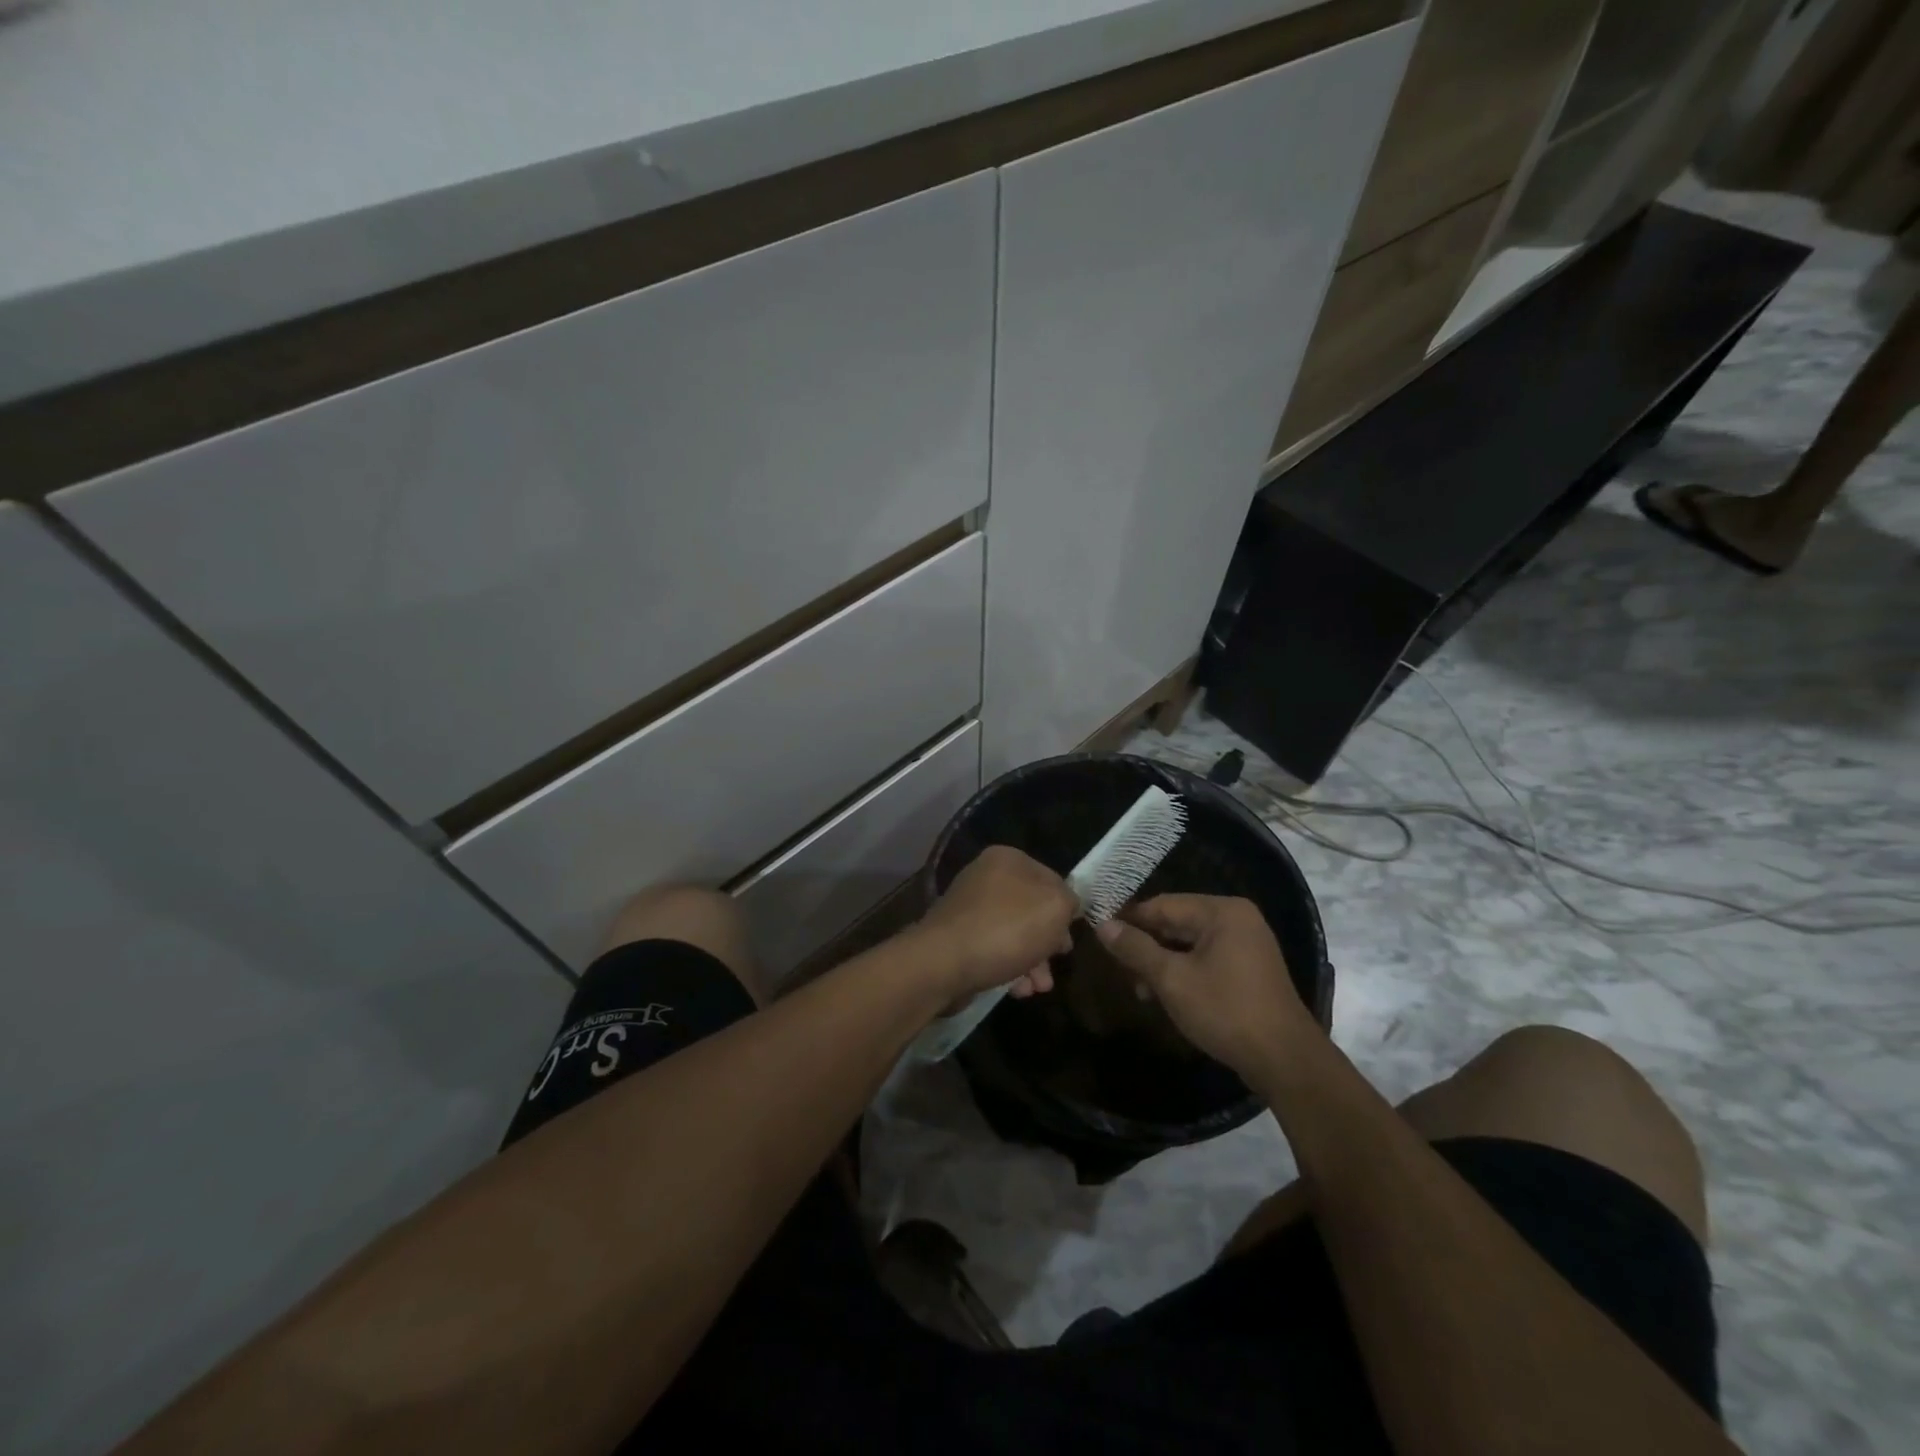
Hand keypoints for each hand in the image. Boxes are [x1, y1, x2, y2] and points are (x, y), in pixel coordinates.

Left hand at [914, 846, 1076, 1000]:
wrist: (943, 964)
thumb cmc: (1006, 929)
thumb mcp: (1055, 908)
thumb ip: (1070, 901)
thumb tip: (1066, 906)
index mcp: (1008, 859)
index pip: (1052, 879)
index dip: (1066, 909)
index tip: (1071, 935)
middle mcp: (986, 877)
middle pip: (1032, 909)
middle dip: (1049, 942)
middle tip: (1058, 962)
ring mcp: (970, 909)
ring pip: (1015, 934)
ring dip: (1034, 962)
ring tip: (1039, 987)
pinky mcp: (959, 939)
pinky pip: (994, 951)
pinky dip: (1010, 968)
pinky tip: (1017, 990)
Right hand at [1094, 895, 1314, 1077]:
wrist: (1285, 1061)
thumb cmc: (1226, 1011)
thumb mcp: (1172, 979)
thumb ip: (1136, 949)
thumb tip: (1102, 925)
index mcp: (1221, 911)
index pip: (1162, 905)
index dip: (1129, 919)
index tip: (1100, 934)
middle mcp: (1236, 919)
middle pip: (1176, 922)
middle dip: (1146, 945)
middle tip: (1118, 968)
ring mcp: (1246, 944)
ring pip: (1189, 944)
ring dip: (1161, 963)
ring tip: (1139, 990)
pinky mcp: (1249, 969)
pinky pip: (1206, 959)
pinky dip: (1183, 972)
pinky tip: (1163, 994)